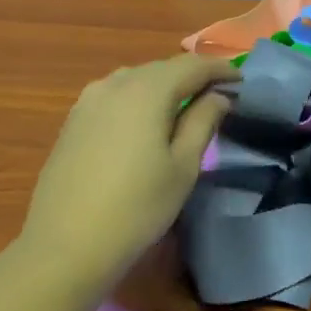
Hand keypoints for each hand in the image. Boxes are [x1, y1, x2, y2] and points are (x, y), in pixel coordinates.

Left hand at [20, 54, 238, 286]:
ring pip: (134, 81)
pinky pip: (114, 98)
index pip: (193, 65)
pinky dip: (137, 101)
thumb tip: (218, 96)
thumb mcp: (183, 166)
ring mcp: (87, 101)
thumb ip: (203, 122)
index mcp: (146, 90)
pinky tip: (144, 124)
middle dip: (192, 78)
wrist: (68, 244)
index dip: (221, 70)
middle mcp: (113, 84)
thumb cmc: (138, 207)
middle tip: (219, 97)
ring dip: (163, 88)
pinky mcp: (72, 122)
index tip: (243, 83)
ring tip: (184, 109)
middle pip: (161, 69)